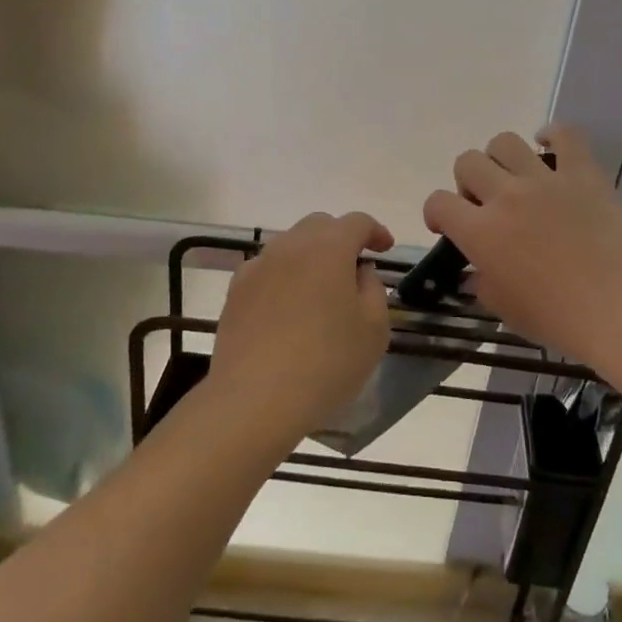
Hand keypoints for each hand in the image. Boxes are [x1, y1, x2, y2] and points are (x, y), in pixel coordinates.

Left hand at [209, 211, 394, 445]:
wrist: (255, 399)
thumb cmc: (326, 362)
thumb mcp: (374, 329)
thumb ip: (373, 289)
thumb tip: (360, 272)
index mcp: (329, 248)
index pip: (357, 222)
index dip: (375, 231)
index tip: (386, 248)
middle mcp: (291, 246)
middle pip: (320, 226)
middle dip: (341, 238)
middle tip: (354, 267)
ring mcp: (258, 266)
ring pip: (290, 245)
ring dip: (310, 256)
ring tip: (321, 289)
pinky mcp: (235, 291)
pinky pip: (266, 269)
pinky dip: (283, 276)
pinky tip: (288, 306)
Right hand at [422, 126, 621, 376]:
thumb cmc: (560, 319)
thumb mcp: (506, 310)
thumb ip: (482, 284)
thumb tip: (475, 272)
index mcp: (481, 232)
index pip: (438, 202)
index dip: (436, 212)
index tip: (447, 226)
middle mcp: (506, 196)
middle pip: (467, 162)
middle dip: (467, 182)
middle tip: (485, 204)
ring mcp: (545, 180)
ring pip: (504, 142)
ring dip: (500, 158)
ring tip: (514, 178)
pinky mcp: (583, 173)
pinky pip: (565, 135)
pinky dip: (552, 135)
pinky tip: (549, 145)